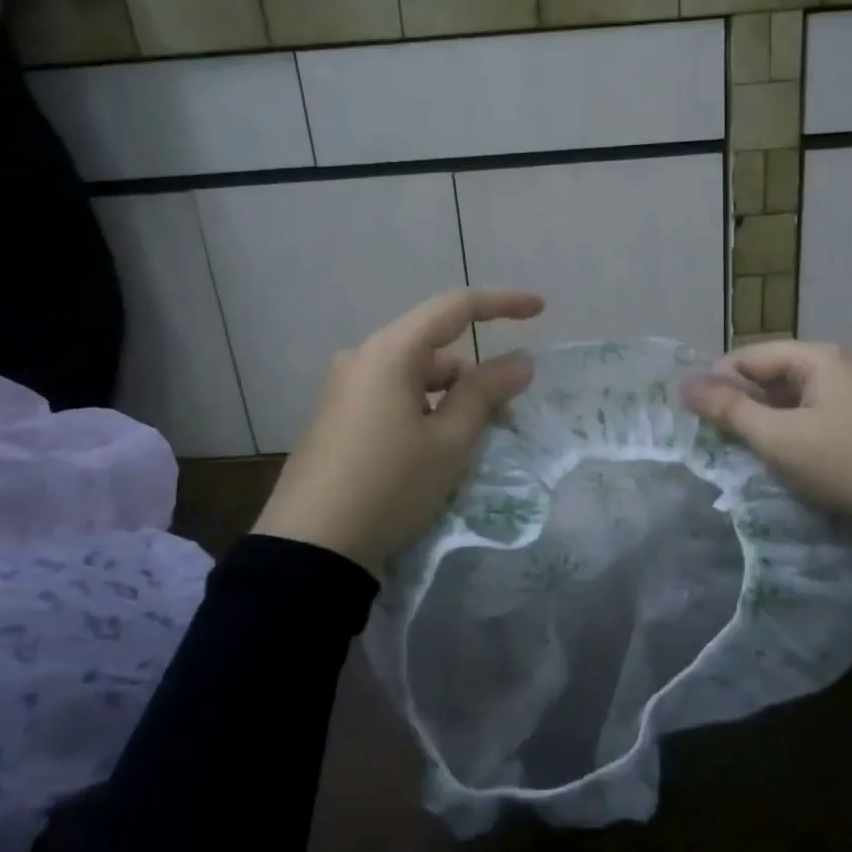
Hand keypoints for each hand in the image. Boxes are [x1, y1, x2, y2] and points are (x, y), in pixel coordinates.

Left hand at [253, 289, 544, 575]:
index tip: (539, 310)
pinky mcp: (335, 418)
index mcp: (389, 352)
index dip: (502, 304)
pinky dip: (421, 411)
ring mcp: (343, 389)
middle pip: (433, 347)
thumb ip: (486, 393)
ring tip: (463, 446)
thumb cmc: (390, 486)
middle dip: (472, 374)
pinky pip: (391, 397)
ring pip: (413, 376)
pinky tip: (428, 454)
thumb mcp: (449, 442)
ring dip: (447, 398)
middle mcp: (361, 359)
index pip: (454, 308)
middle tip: (500, 417)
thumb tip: (519, 361)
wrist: (311, 547)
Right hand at [682, 340, 851, 534]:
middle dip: (743, 400)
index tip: (692, 411)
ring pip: (797, 396)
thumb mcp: (778, 438)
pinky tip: (790, 453)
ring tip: (748, 446)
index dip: (717, 380)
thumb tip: (685, 383)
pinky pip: (819, 412)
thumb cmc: (844, 462)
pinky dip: (796, 427)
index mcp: (818, 357)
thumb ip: (729, 410)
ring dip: (769, 417)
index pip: (750, 356)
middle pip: (774, 373)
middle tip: (716, 433)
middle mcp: (841, 364)